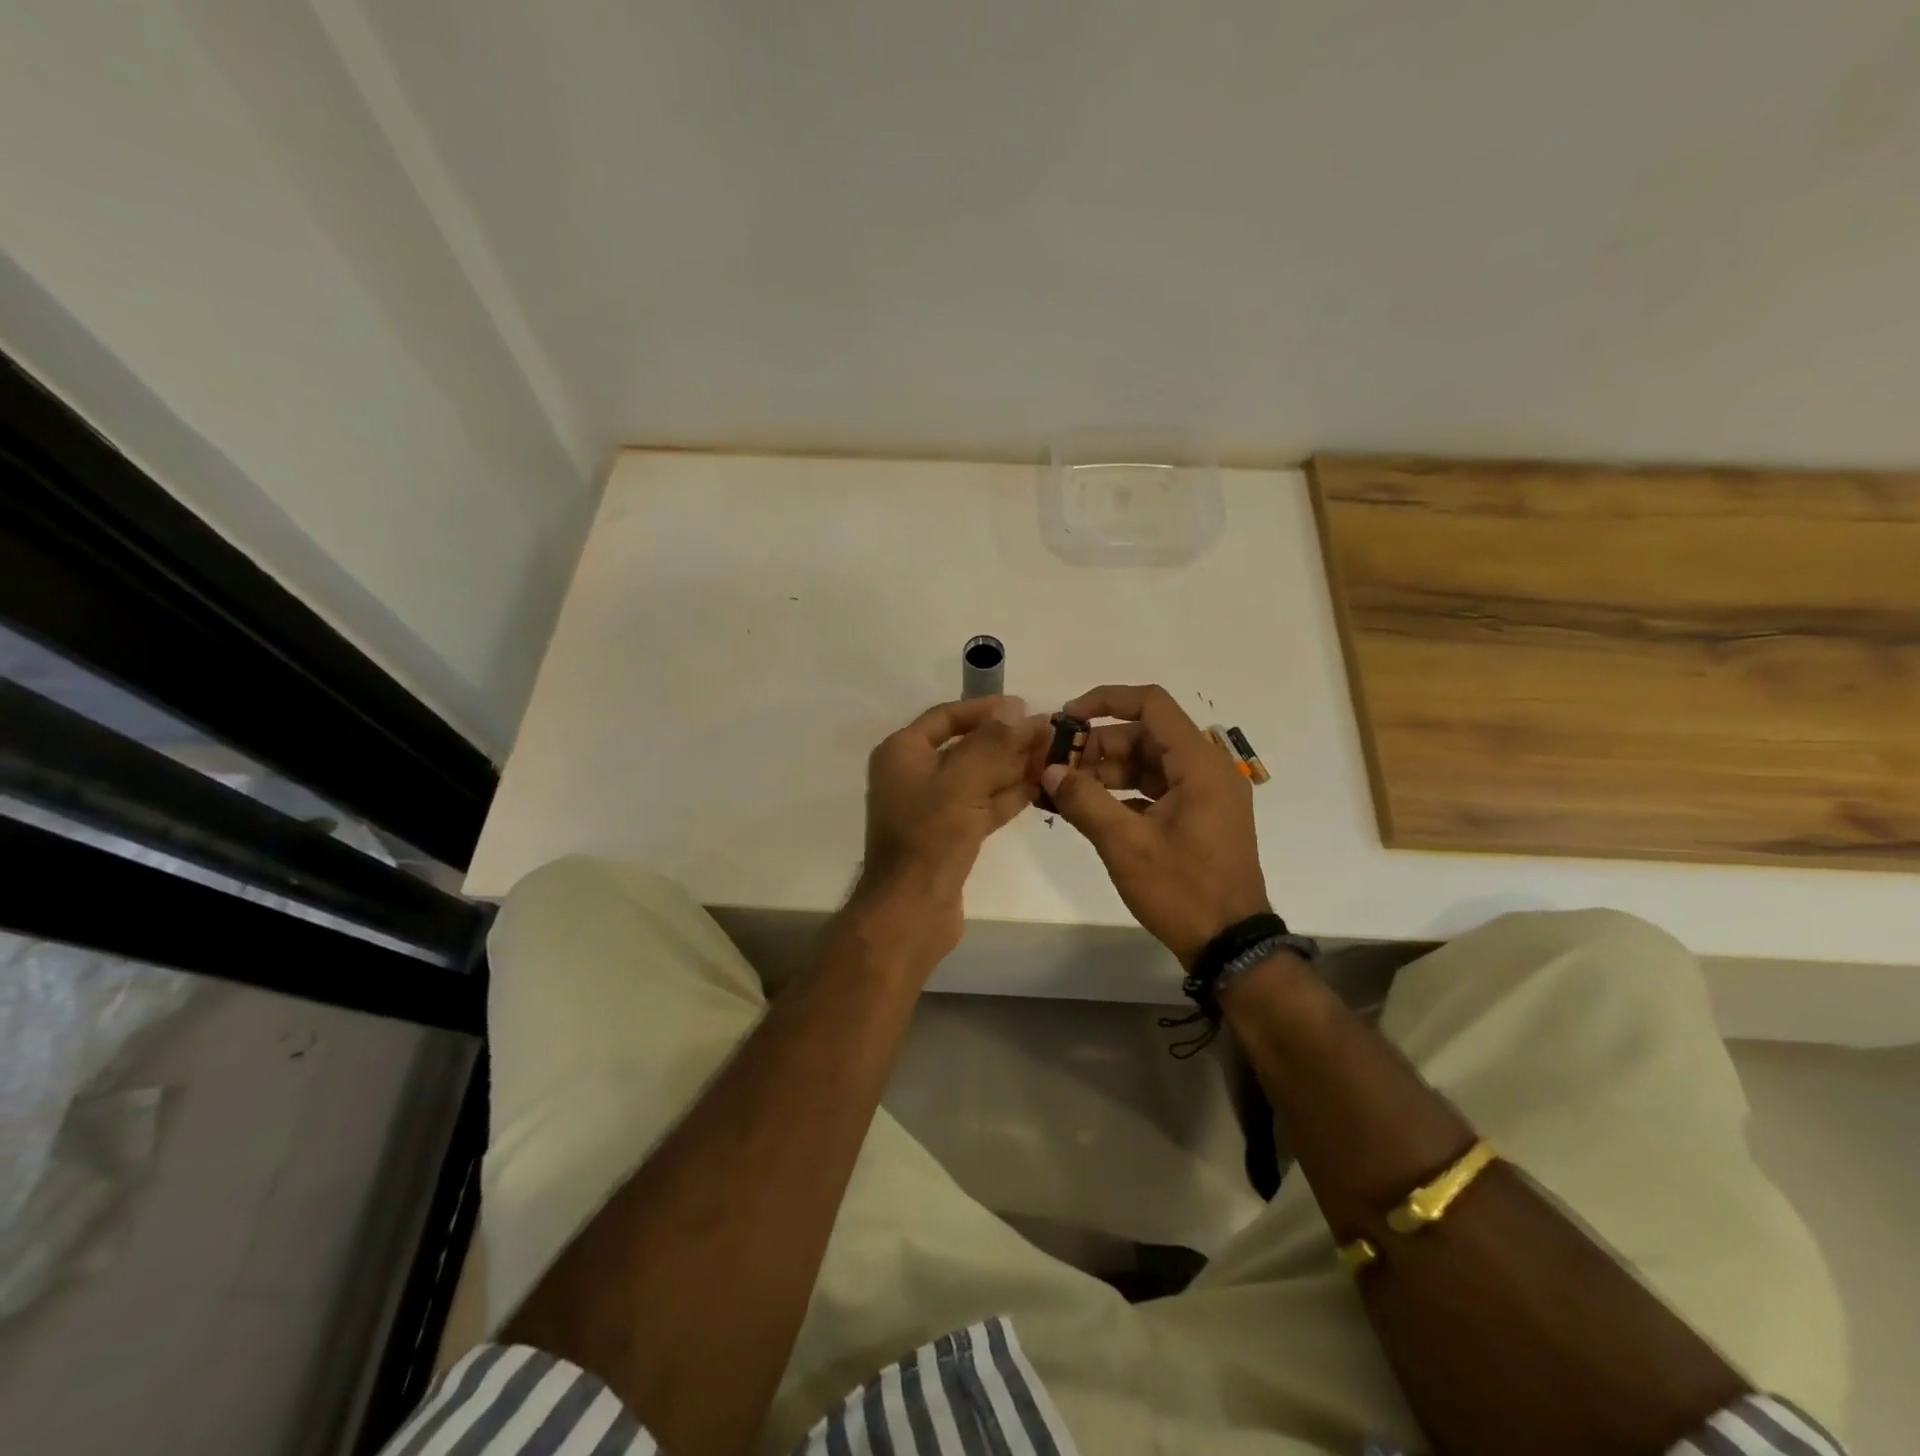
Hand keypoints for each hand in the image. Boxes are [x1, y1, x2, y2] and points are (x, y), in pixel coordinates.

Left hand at [852, 696, 1043, 963]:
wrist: (911, 911)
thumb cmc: (929, 837)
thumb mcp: (961, 782)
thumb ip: (992, 743)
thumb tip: (1017, 708)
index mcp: (902, 753)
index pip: (946, 717)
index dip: (985, 709)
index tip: (1024, 705)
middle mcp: (913, 775)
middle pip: (966, 747)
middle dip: (1007, 740)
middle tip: (1049, 732)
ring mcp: (931, 808)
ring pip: (977, 778)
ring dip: (1013, 767)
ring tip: (1053, 755)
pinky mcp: (949, 836)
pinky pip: (981, 806)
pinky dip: (1007, 796)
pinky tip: (1039, 785)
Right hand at [1042, 684, 1271, 966]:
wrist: (1230, 945)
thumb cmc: (1182, 890)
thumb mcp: (1125, 844)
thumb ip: (1084, 800)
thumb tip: (1049, 771)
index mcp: (1199, 764)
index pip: (1151, 705)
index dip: (1106, 701)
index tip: (1068, 719)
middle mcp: (1207, 769)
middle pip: (1146, 735)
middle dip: (1099, 745)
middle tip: (1057, 764)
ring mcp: (1205, 795)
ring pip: (1149, 763)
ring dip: (1107, 770)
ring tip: (1065, 788)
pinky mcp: (1199, 817)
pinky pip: (1156, 789)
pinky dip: (1123, 792)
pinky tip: (1089, 809)